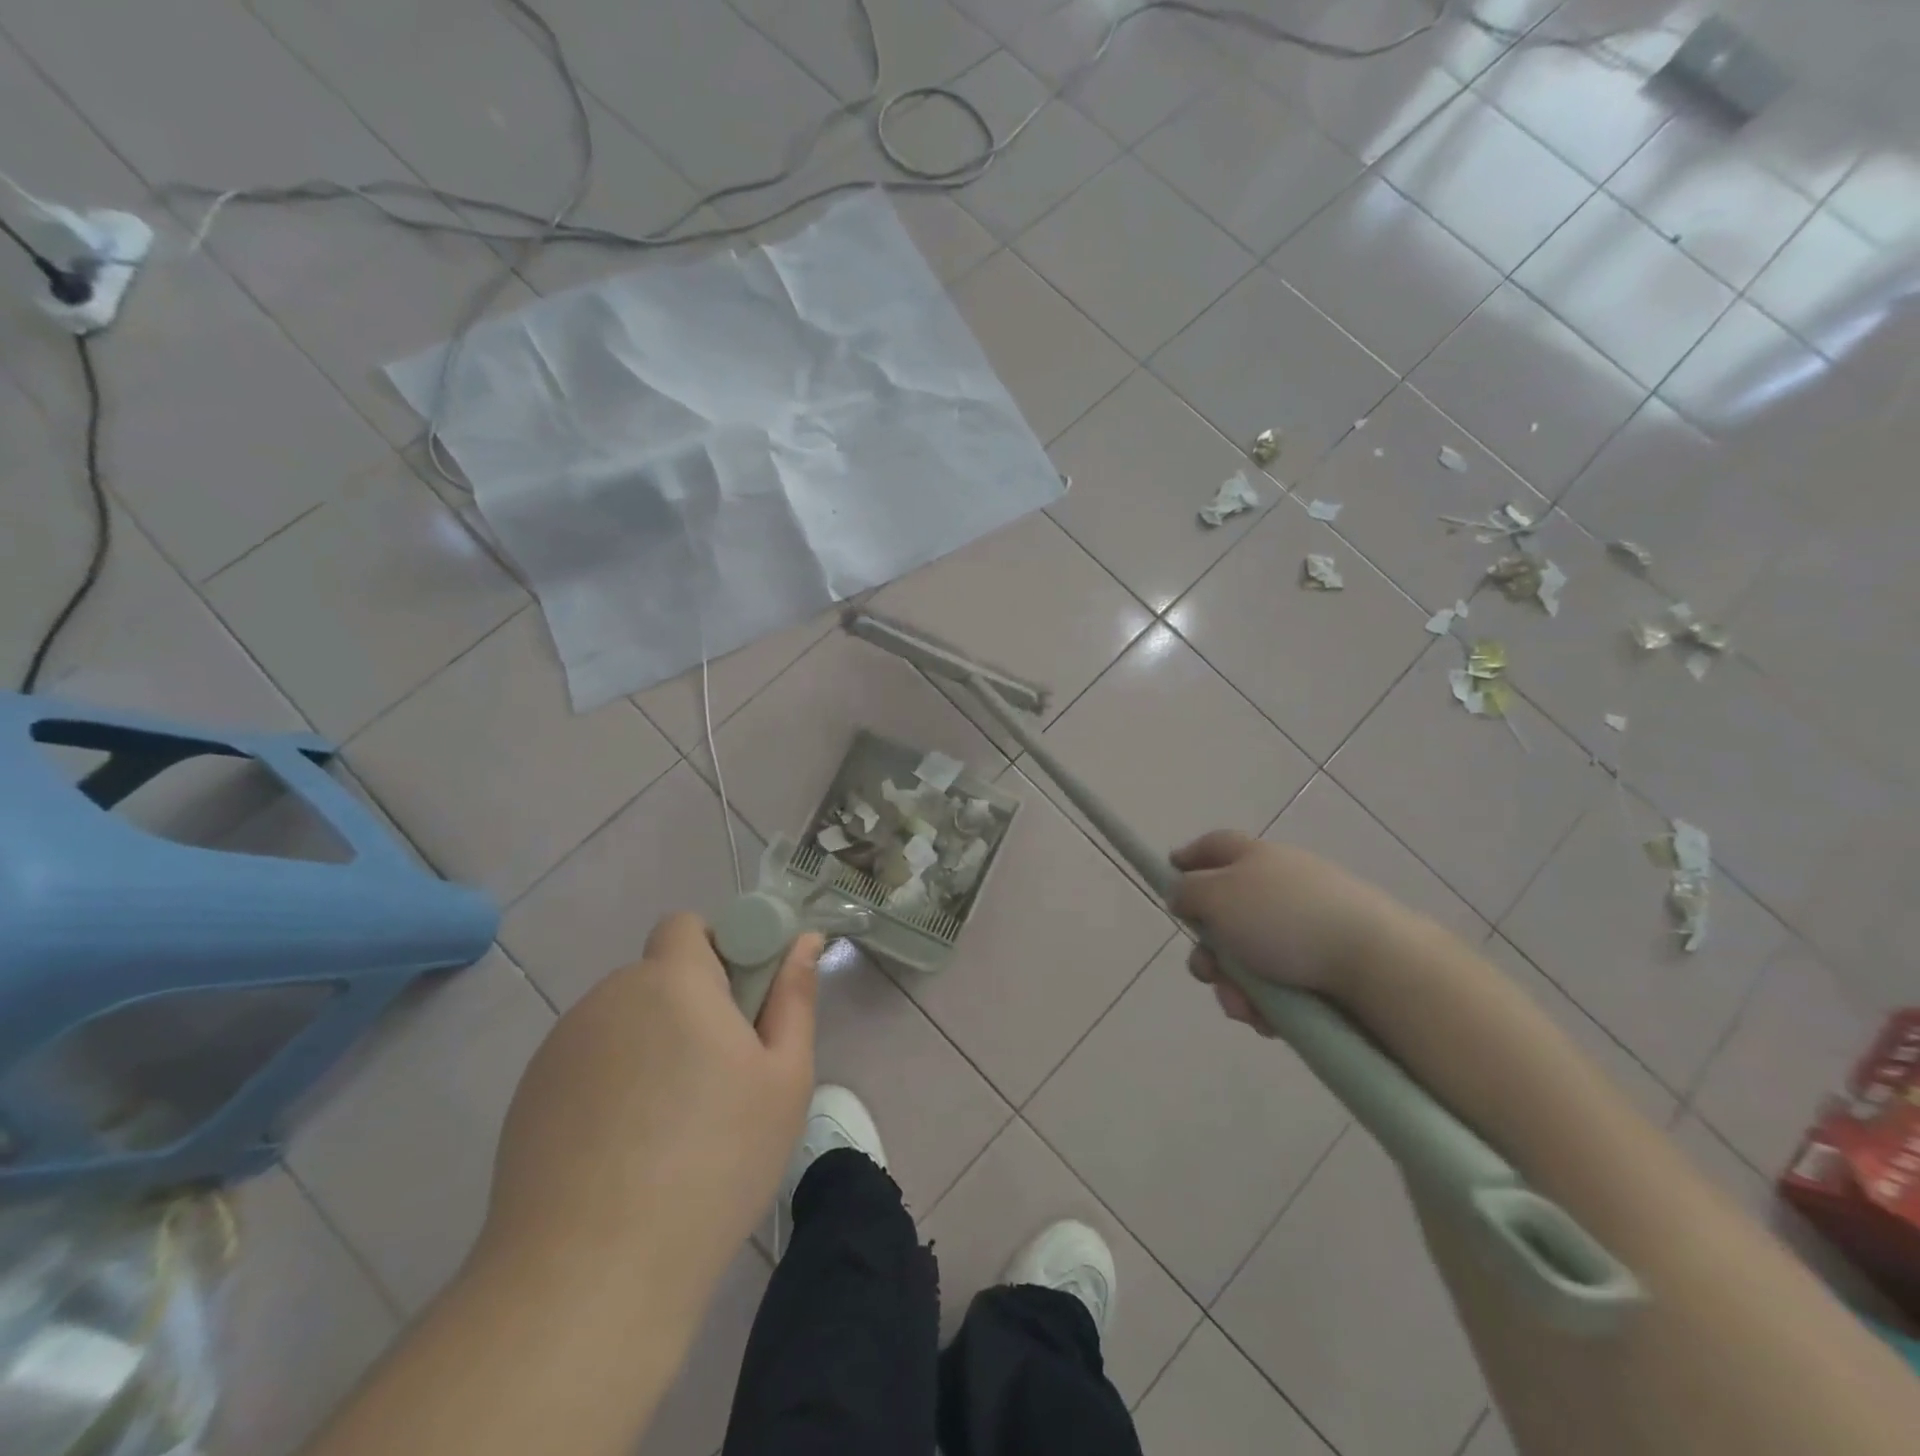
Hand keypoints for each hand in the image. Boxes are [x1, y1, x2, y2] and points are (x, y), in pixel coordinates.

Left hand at [478, 913, 821, 1312]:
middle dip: (691, 1005)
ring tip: (671, 1126)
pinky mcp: (529, 1096)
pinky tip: (624, 1152)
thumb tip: (805, 940)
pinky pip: (588, 1063)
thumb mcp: (783, 1078)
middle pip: (658, 976)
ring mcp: (561, 1047)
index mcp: (673, 981)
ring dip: (652, 1045)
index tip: (741, 1007)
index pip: (687, 925)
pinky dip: (612, 1084)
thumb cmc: (714, 1162)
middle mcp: (610, 997)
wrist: (590, 1275)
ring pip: (624, 1022)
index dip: (719, 951)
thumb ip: (794, 996)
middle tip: (719, 1075)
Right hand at [1169, 830, 1412, 1033]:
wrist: (1376, 964)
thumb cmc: (1285, 920)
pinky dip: (1267, 1004)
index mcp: (1257, 859)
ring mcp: (1307, 928)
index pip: (1215, 846)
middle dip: (1209, 950)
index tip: (1170, 871)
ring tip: (1244, 1007)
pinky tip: (1269, 1021)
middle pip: (1226, 915)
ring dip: (1234, 985)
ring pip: (1249, 959)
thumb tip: (1182, 894)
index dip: (1189, 856)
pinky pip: (1280, 986)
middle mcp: (1282, 888)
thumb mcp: (1218, 895)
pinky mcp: (1328, 968)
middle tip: (1207, 971)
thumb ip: (1188, 892)